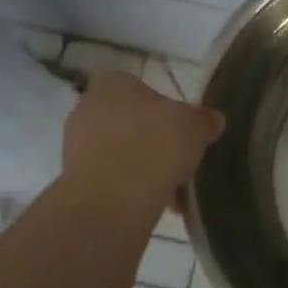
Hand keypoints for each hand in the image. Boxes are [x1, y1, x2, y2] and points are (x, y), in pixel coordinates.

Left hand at [62, 70, 224, 211]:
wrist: (114, 199)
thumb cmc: (155, 145)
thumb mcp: (196, 126)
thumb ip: (205, 119)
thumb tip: (212, 120)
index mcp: (112, 83)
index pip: (139, 86)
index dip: (163, 107)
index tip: (181, 129)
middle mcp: (87, 108)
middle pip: (130, 121)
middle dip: (153, 140)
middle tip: (180, 158)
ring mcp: (76, 145)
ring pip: (121, 152)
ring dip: (144, 167)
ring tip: (174, 189)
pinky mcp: (75, 179)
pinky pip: (112, 179)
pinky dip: (132, 189)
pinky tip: (159, 204)